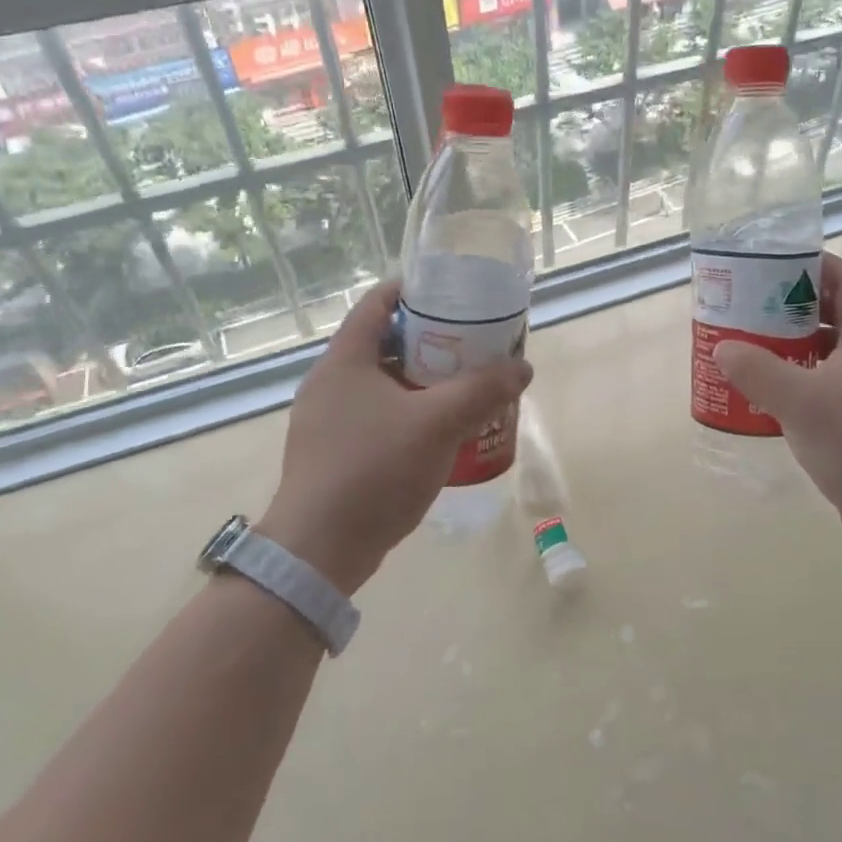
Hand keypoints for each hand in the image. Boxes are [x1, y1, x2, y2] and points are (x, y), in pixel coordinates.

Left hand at [259, 280, 532, 594]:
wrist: (319, 551)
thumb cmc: (375, 470)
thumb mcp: (438, 423)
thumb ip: (483, 390)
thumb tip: (522, 368)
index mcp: (344, 360)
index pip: (377, 302)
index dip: (414, 290)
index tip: (452, 293)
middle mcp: (330, 382)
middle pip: (383, 342)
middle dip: (429, 339)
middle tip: (471, 343)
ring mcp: (327, 420)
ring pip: (381, 382)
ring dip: (421, 379)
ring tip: (462, 384)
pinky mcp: (332, 452)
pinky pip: (376, 415)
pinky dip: (407, 411)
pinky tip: (438, 430)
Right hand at [713, 253, 841, 551]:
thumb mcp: (805, 404)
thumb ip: (760, 371)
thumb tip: (723, 349)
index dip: (816, 263)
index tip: (774, 261)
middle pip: (831, 312)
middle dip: (789, 303)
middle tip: (747, 303)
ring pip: (822, 350)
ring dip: (787, 342)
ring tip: (745, 341)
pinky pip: (817, 383)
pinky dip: (790, 378)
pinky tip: (760, 391)